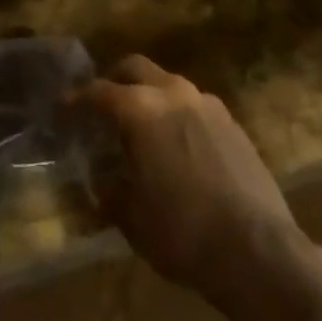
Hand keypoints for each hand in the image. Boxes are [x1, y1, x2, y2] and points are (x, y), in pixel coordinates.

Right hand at [80, 55, 304, 306]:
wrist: (260, 253)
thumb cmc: (183, 232)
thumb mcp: (132, 219)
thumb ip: (109, 192)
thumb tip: (99, 184)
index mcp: (139, 108)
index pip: (97, 92)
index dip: (75, 100)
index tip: (61, 110)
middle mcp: (172, 93)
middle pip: (134, 68)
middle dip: (114, 81)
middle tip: (102, 106)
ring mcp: (207, 105)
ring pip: (168, 84)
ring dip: (150, 97)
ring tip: (143, 128)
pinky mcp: (234, 124)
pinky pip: (194, 107)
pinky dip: (178, 116)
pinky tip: (178, 147)